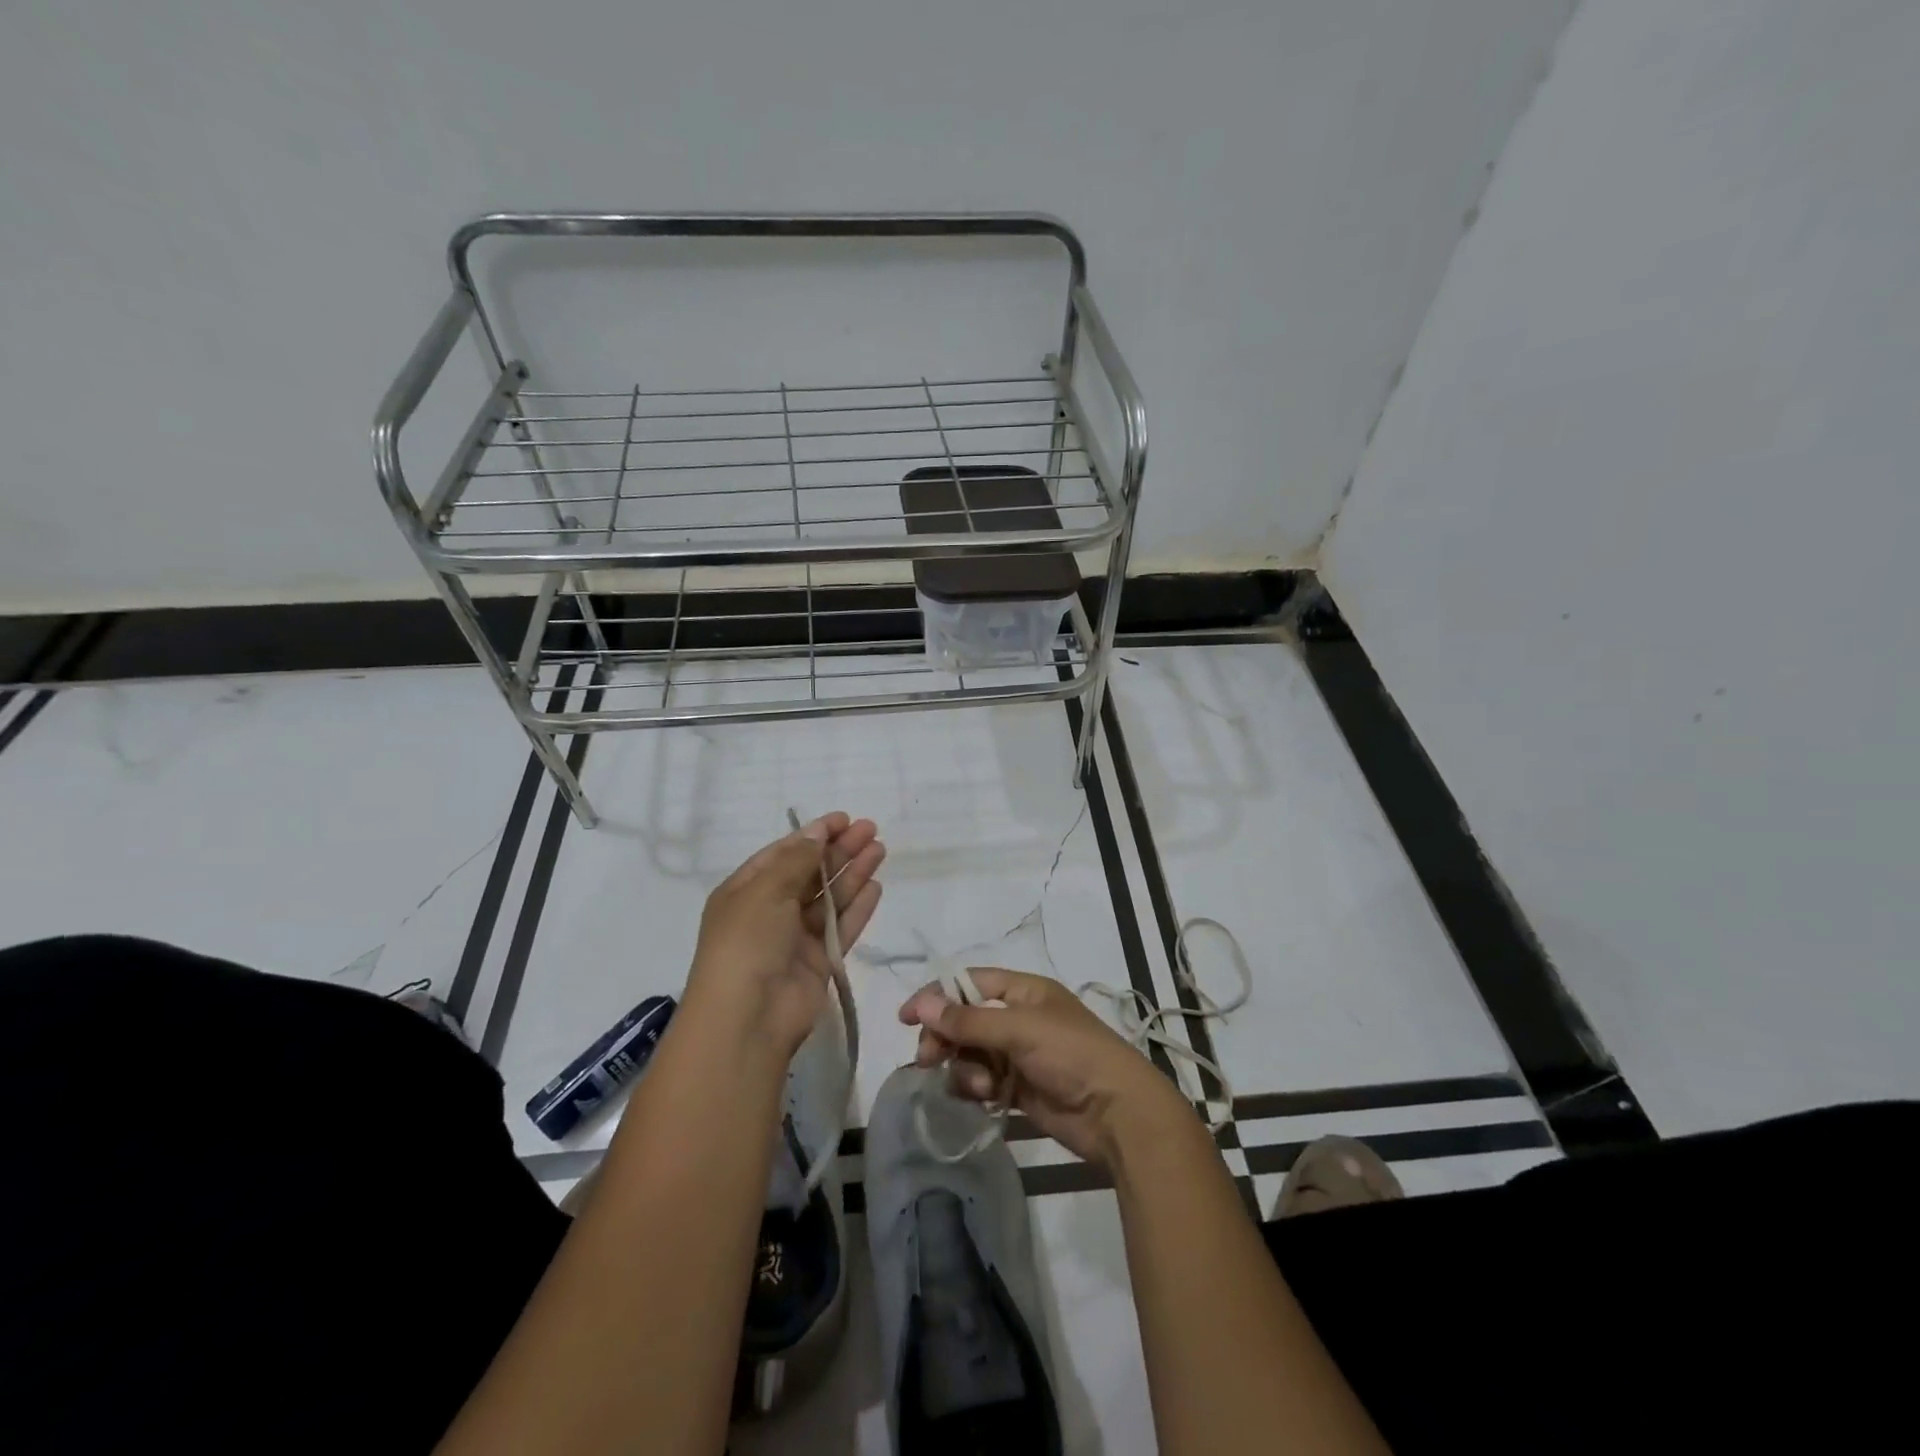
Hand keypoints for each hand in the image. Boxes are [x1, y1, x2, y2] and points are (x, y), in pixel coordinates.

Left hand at [686, 813, 883, 1059]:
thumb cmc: (747, 943)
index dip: (813, 835)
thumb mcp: (765, 891)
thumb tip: (818, 832)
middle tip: (871, 830)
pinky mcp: (819, 961)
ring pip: (829, 898)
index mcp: (745, 891)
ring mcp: (795, 938)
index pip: (783, 854)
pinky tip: (876, 887)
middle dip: (839, 850)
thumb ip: (797, 860)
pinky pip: (841, 928)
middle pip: (810, 873)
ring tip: (880, 849)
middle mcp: (769, 911)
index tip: (844, 819)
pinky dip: (858, 908)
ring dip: (853, 873)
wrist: (748, 1018)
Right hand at [899, 967, 1194, 1169]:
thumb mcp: (1019, 1030)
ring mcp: (1018, 1055)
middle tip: (928, 1060)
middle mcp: (1018, 1018)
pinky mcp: (1019, 1089)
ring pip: (970, 1054)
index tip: (905, 1018)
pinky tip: (984, 1099)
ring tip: (981, 1087)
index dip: (937, 996)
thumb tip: (920, 1004)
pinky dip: (976, 1089)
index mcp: (1024, 991)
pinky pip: (982, 1082)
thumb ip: (967, 1021)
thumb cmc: (1071, 1054)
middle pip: (964, 1021)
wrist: (1117, 1113)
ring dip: (965, 1069)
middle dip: (945, 1039)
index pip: (969, 983)